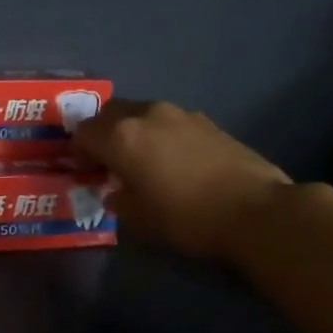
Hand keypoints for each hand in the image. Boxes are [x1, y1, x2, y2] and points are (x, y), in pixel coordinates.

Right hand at [72, 99, 291, 261]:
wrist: (255, 210)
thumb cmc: (186, 218)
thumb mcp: (138, 220)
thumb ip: (117, 200)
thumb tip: (115, 192)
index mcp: (121, 137)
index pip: (82, 133)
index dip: (78, 153)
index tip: (86, 173)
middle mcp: (146, 115)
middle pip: (109, 113)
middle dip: (102, 134)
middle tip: (107, 162)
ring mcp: (179, 114)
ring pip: (141, 113)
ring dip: (132, 131)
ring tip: (142, 161)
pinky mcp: (206, 121)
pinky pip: (168, 121)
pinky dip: (160, 134)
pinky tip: (173, 161)